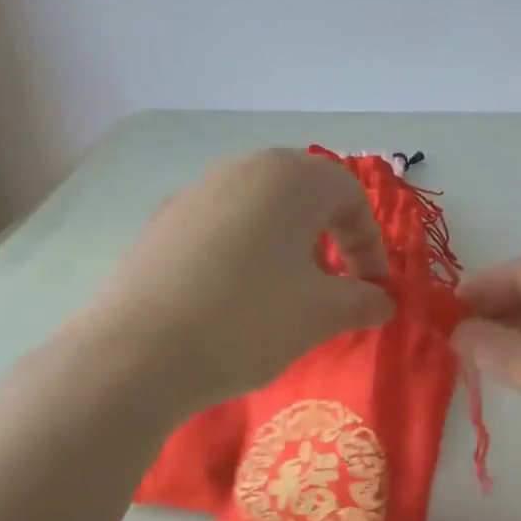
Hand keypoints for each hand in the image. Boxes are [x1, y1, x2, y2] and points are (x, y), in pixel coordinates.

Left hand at [79, 149, 394, 413]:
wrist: (138, 352)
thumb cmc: (249, 321)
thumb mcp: (322, 315)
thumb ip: (363, 301)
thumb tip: (382, 301)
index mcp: (290, 178)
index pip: (350, 195)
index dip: (370, 243)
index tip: (371, 289)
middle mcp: (242, 168)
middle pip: (302, 194)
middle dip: (328, 239)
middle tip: (330, 286)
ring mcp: (195, 191)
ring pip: (259, 208)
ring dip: (285, 245)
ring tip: (283, 294)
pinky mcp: (161, 222)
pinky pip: (221, 226)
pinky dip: (243, 252)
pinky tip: (232, 298)